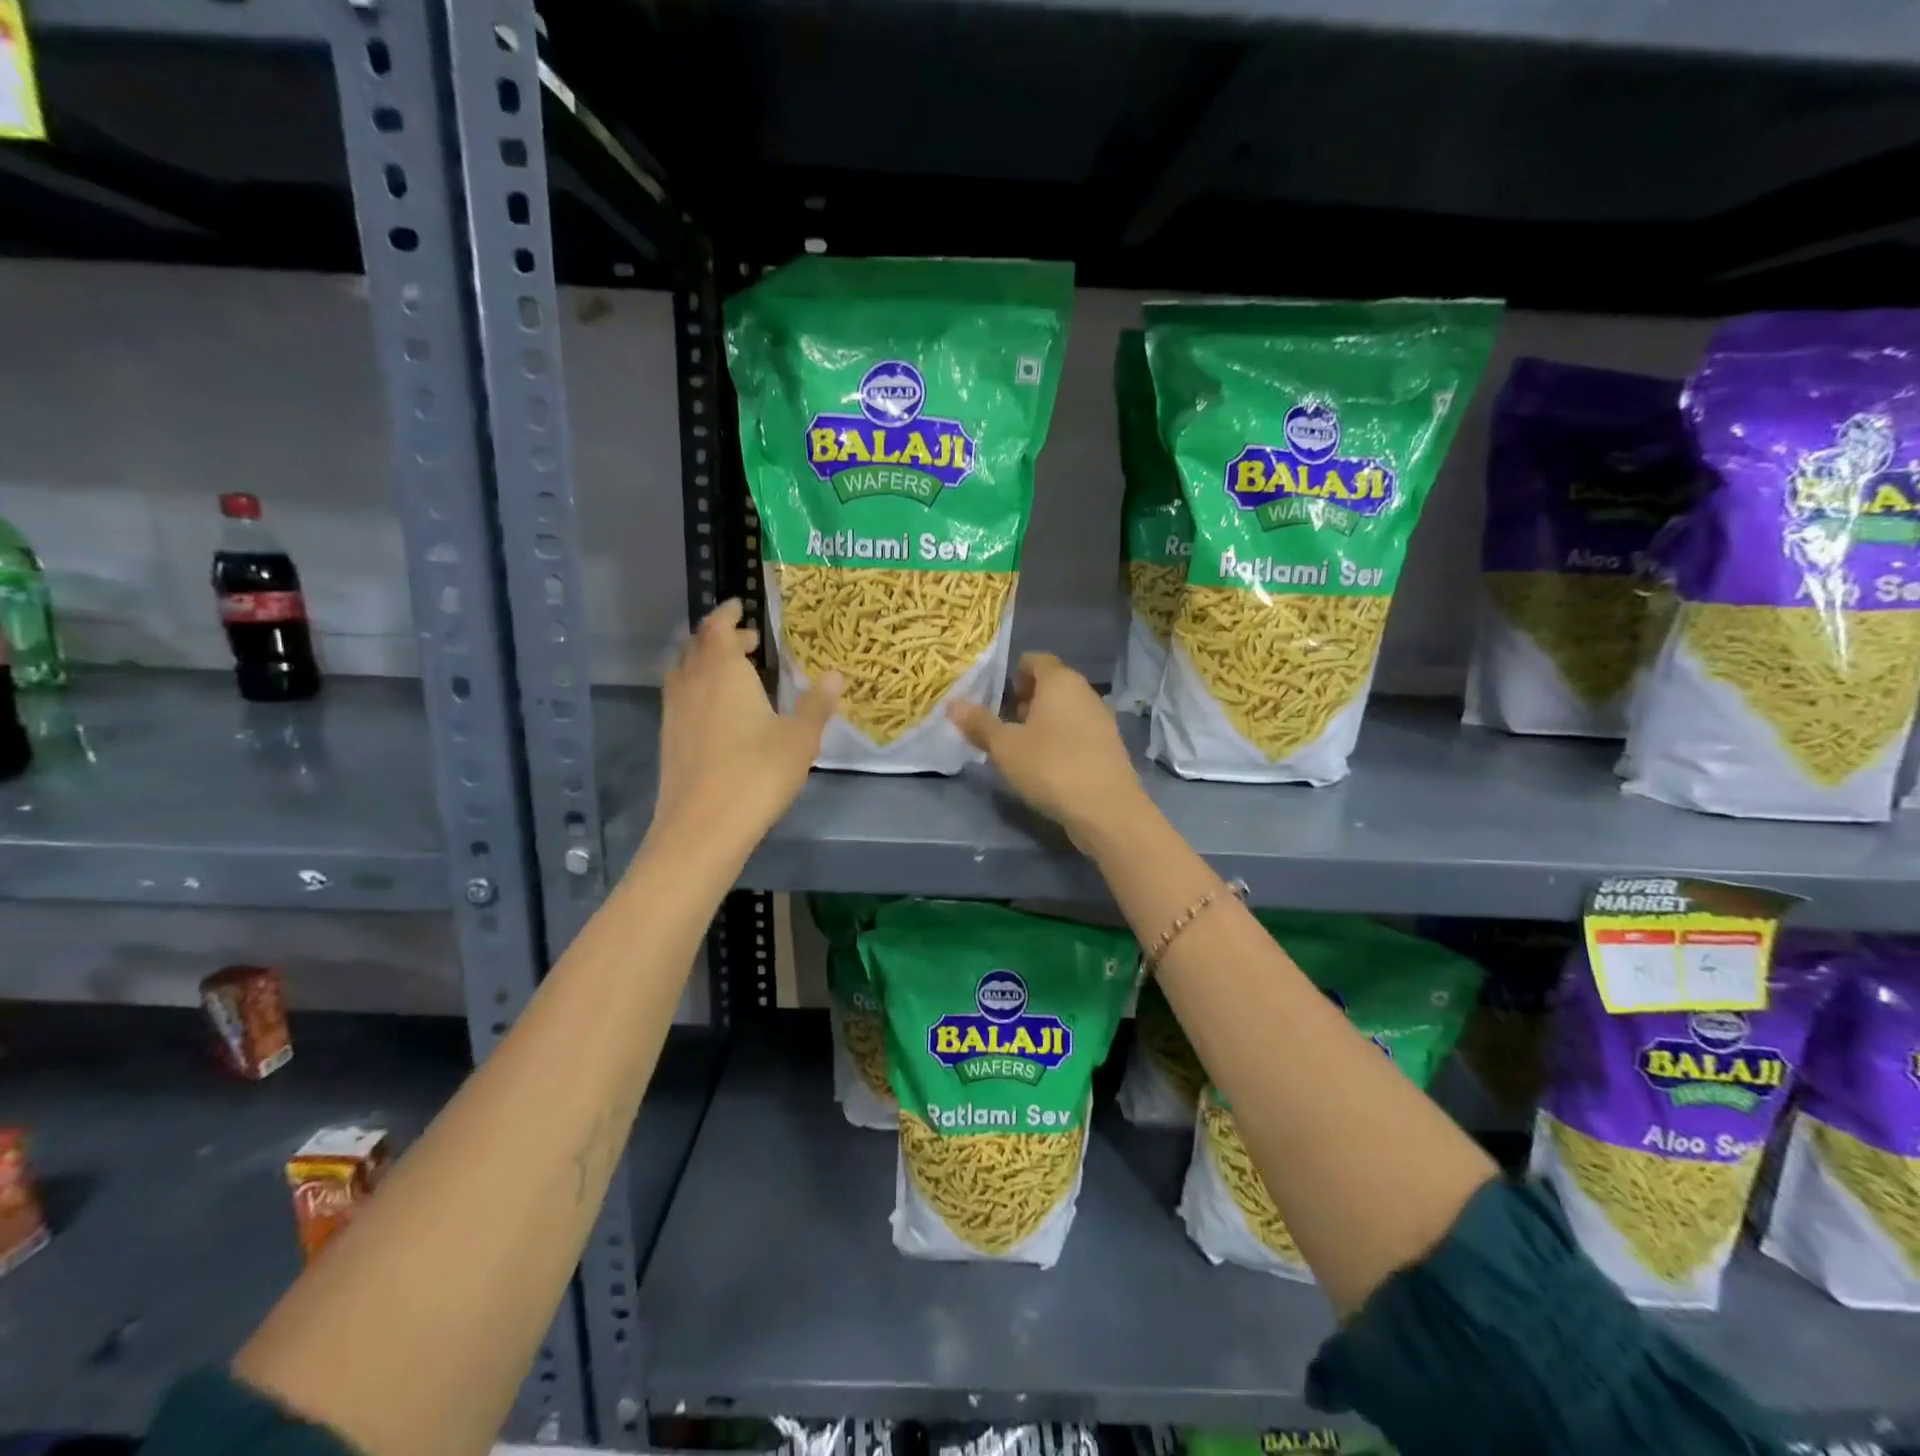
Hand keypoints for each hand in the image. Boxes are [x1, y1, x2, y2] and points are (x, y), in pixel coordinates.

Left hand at [650, 600, 838, 853]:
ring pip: (685, 672)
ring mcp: (674, 712)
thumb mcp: (800, 738)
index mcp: (723, 671)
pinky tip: (719, 713)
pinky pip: (681, 697)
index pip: (718, 627)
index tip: (740, 606)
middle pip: (698, 646)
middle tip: (749, 642)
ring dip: (707, 663)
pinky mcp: (668, 739)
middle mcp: (692, 683)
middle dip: (721, 638)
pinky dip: (698, 689)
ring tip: (734, 674)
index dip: (728, 614)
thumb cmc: (757, 774)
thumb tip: (835, 675)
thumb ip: (817, 704)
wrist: (702, 828)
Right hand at [948, 653, 1149, 850]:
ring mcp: (1102, 719)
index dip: (1013, 674)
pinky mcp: (1109, 746)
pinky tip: (1047, 766)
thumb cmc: (1050, 766)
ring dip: (1043, 722)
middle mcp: (1085, 692)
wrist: (1107, 809)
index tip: (997, 698)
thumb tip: (952, 704)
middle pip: (1051, 684)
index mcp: (1060, 680)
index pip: (1035, 659)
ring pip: (1066, 709)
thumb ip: (979, 723)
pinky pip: (1078, 732)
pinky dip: (1061, 740)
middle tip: (1004, 725)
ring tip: (1022, 748)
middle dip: (1026, 700)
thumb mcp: (1004, 747)